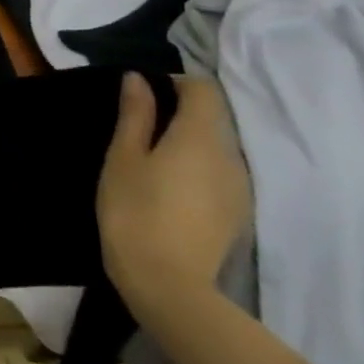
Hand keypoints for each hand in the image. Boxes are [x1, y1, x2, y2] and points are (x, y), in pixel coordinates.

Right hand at [96, 73, 251, 313]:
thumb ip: (135, 115)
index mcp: (200, 136)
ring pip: (216, 148)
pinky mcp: (238, 213)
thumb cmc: (135, 210)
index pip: (202, 89)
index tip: (144, 94)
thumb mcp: (123, 157)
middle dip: (180, 113)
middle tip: (140, 128)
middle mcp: (230, 155)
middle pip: (212, 118)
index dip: (175, 82)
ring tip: (153, 160)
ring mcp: (239, 187)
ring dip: (189, 143)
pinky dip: (198, 169)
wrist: (168, 283)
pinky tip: (171, 189)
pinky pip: (220, 174)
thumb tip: (139, 79)